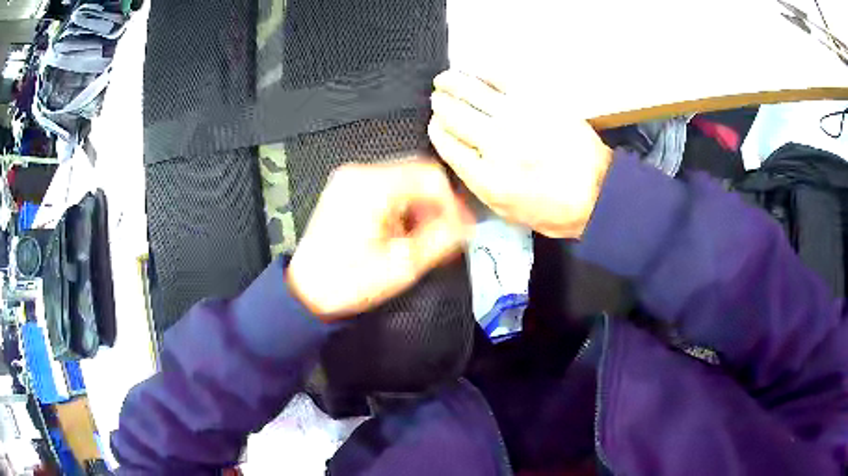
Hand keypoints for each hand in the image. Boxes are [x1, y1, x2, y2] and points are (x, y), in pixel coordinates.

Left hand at [287, 159, 473, 319]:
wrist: (307, 291)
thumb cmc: (344, 282)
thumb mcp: (403, 265)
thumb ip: (442, 239)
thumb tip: (466, 226)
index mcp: (373, 186)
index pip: (430, 175)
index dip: (452, 201)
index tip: (459, 226)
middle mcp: (359, 174)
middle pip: (417, 174)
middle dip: (436, 205)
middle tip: (444, 234)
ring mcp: (350, 180)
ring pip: (403, 181)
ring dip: (419, 206)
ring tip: (420, 238)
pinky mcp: (346, 190)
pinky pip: (386, 188)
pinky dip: (401, 207)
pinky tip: (401, 232)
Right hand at [428, 70, 612, 237]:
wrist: (598, 191)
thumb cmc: (553, 209)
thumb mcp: (508, 211)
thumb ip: (478, 182)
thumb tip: (457, 151)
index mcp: (487, 177)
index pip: (447, 143)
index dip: (436, 130)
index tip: (435, 124)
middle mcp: (497, 143)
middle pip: (454, 114)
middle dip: (441, 104)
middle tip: (437, 98)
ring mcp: (517, 117)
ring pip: (472, 91)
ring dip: (452, 82)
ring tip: (444, 79)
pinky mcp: (538, 100)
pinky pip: (502, 79)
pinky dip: (484, 73)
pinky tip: (475, 72)